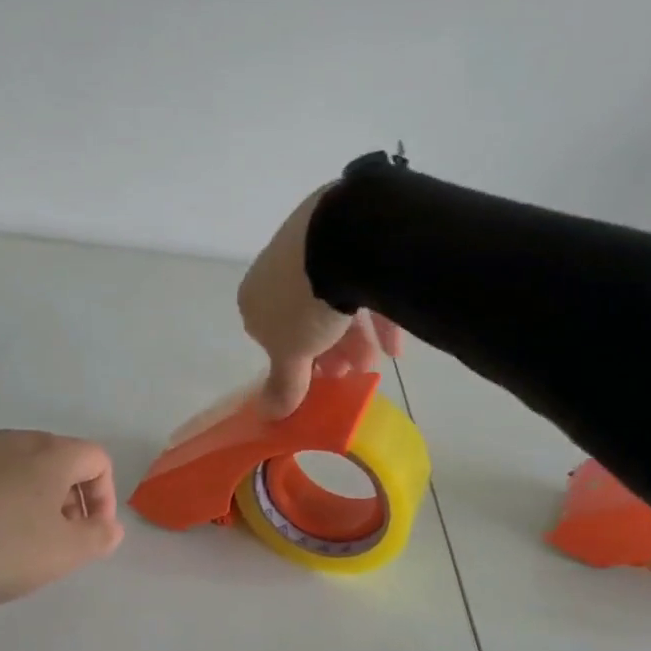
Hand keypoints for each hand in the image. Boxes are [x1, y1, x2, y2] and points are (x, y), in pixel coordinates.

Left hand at [0, 431, 122, 605]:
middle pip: (58, 460)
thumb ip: (99, 537)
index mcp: (51, 454)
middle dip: (67, 496)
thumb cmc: (3, 548)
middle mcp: (15, 440)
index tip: (91, 532)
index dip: (104, 496)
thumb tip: (110, 526)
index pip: (97, 460)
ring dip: (30, 495)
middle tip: (57, 536)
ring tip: (15, 536)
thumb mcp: (64, 553)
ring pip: (18, 466)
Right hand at [237, 186, 400, 417]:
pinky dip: (377, 315)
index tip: (320, 382)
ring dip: (354, 338)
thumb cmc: (306, 303)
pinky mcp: (348, 234)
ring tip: (375, 363)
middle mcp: (278, 271)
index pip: (271, 336)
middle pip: (304, 319)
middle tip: (351, 374)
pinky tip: (395, 342)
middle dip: (329, 352)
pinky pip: (362, 281)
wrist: (342, 237)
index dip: (297, 364)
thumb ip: (283, 385)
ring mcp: (312, 248)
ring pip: (334, 301)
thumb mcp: (292, 354)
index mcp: (255, 297)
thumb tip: (267, 416)